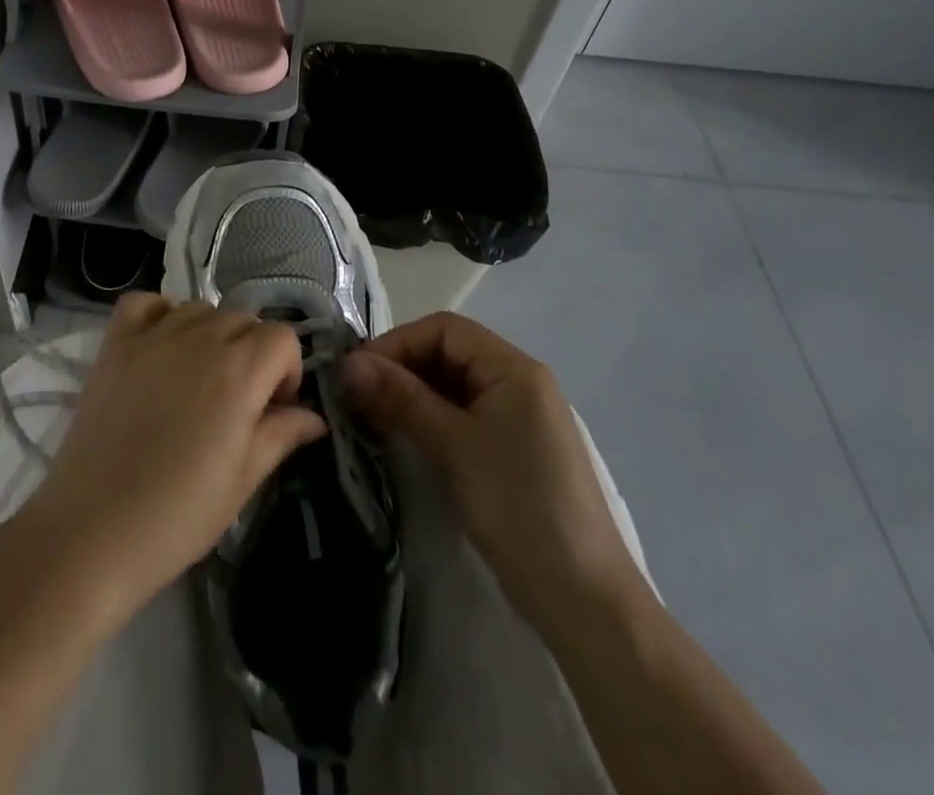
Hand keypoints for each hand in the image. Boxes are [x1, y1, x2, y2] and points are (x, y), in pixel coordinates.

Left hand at [19, 293, 325, 626]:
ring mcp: (153, 336)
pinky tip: (162, 346)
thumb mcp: (243, 480)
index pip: (283, 337)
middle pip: (243, 319)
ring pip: (199, 309)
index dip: (287, 370)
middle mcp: (199, 339)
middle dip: (253, 352)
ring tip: (200, 378)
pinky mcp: (115, 343)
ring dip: (211, 333)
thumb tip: (313, 416)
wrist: (93, 529)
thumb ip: (281, 435)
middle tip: (239, 400)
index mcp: (239, 371)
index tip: (274, 408)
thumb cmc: (178, 514)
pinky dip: (160, 313)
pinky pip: (145, 303)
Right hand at [341, 312, 646, 635]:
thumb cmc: (519, 508)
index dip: (397, 342)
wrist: (585, 603)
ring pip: (452, 386)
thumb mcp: (454, 446)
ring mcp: (518, 418)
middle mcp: (519, 383)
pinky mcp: (512, 451)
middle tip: (357, 397)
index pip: (444, 330)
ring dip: (410, 394)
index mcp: (514, 369)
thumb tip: (347, 363)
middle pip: (447, 353)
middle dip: (400, 368)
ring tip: (372, 416)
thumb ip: (401, 398)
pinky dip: (429, 419)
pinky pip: (462, 416)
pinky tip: (404, 436)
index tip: (357, 373)